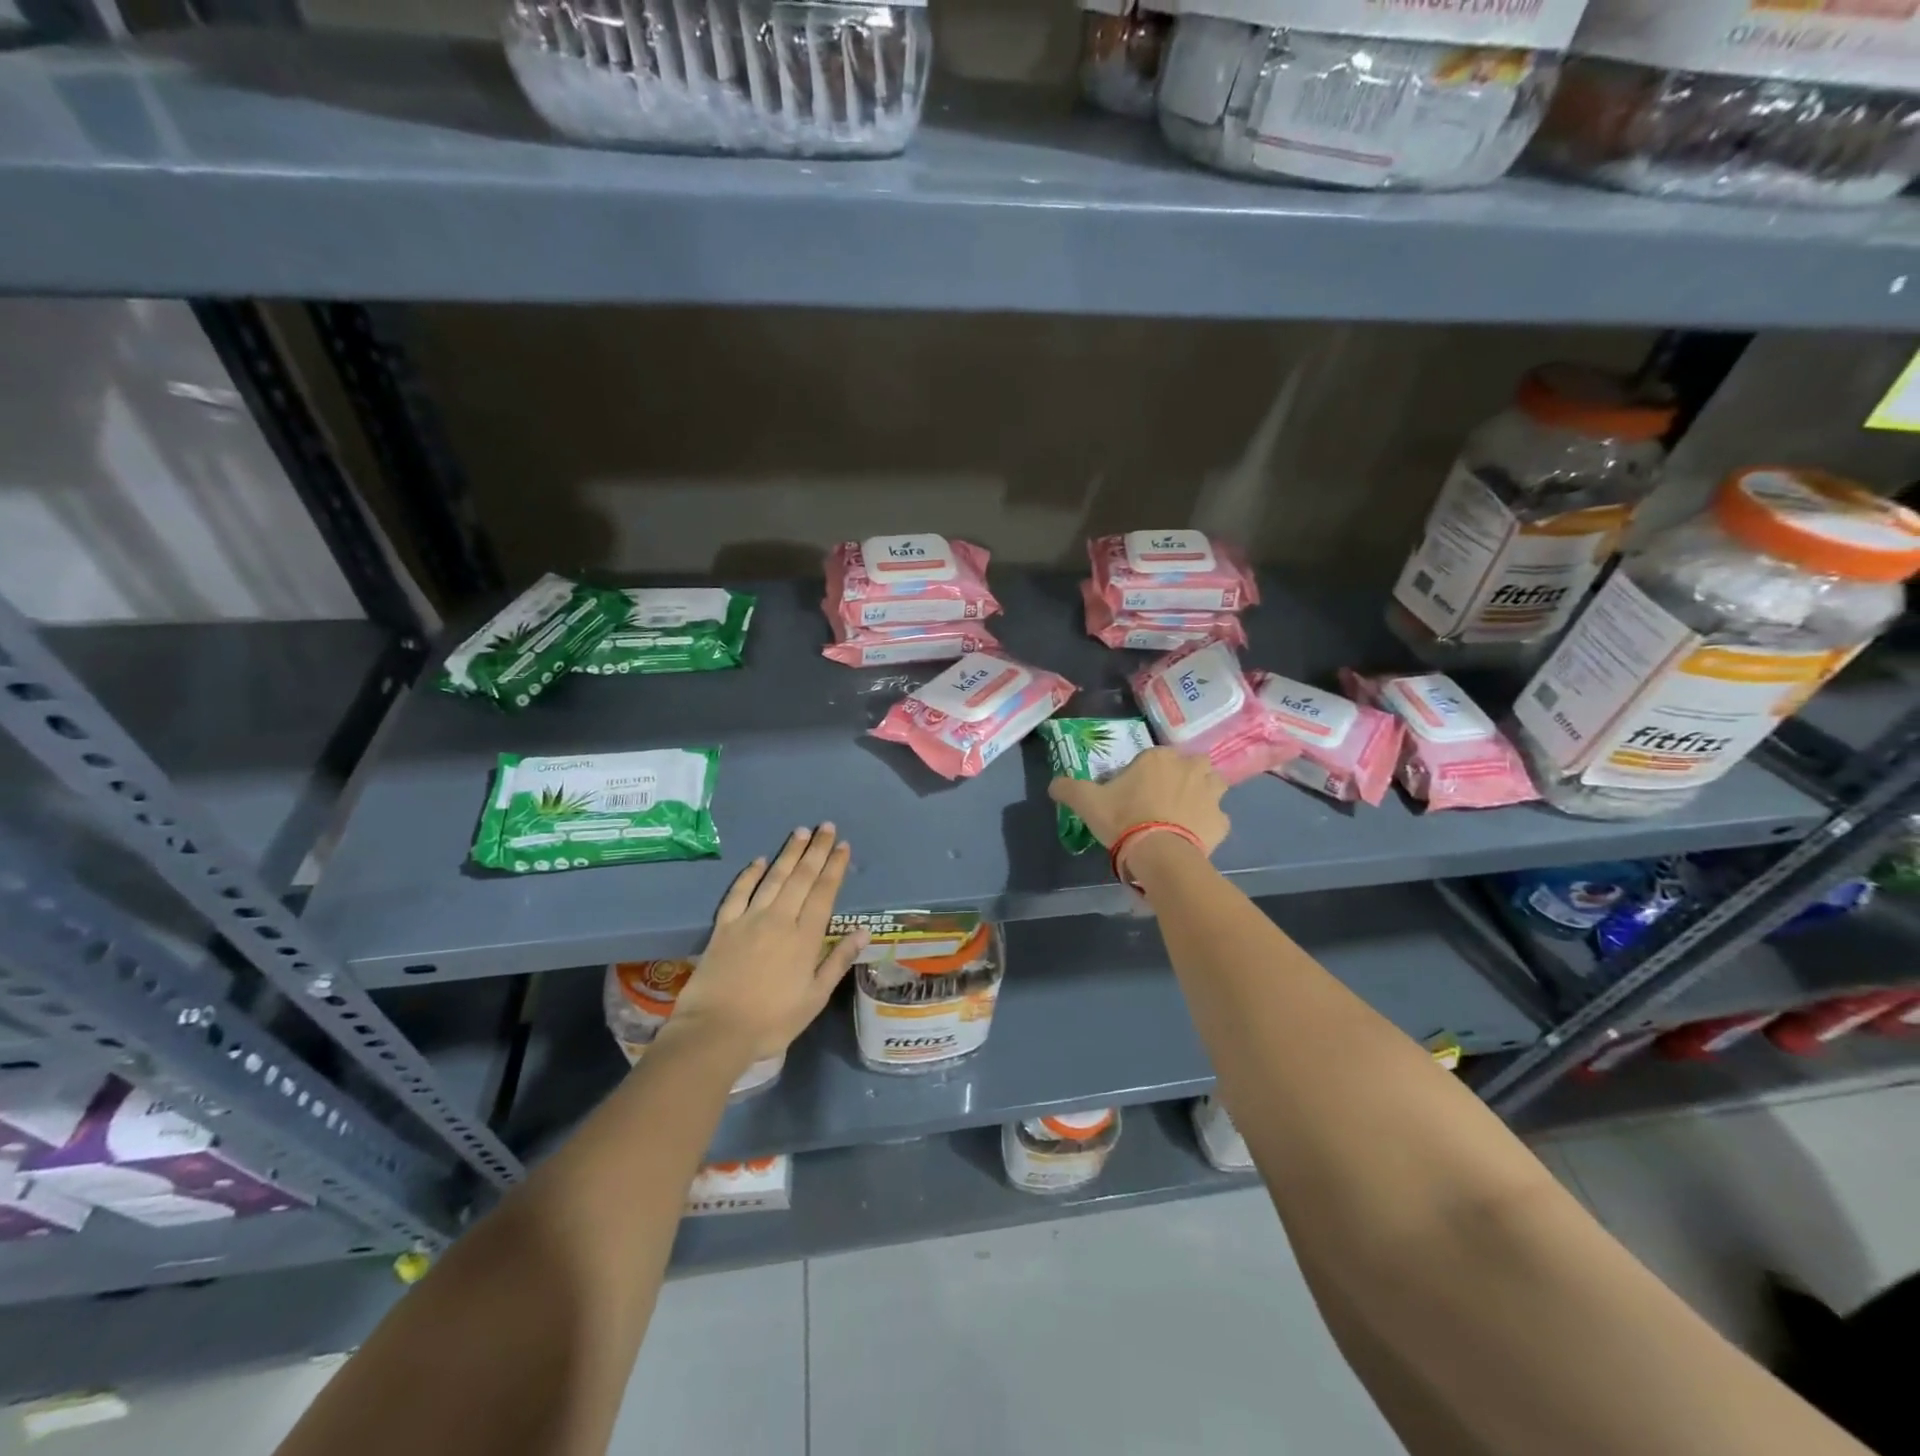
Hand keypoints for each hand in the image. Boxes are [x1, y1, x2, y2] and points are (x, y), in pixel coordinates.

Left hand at [669, 825, 868, 1064]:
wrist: (715, 1031)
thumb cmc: (772, 1021)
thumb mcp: (814, 998)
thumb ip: (837, 961)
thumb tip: (863, 931)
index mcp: (805, 938)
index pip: (824, 893)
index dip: (834, 867)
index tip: (843, 846)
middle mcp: (779, 919)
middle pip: (801, 877)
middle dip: (816, 850)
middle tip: (826, 826)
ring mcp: (749, 920)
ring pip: (773, 878)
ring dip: (788, 854)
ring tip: (800, 832)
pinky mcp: (724, 927)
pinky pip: (738, 893)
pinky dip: (750, 875)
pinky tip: (759, 861)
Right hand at [1048, 747, 1229, 862]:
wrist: (1159, 855)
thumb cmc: (1124, 819)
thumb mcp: (1087, 802)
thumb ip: (1069, 788)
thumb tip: (1054, 784)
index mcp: (1159, 758)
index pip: (1154, 756)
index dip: (1145, 771)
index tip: (1135, 790)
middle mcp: (1190, 768)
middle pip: (1192, 764)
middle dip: (1184, 775)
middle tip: (1165, 796)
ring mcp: (1211, 794)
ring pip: (1213, 784)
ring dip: (1204, 793)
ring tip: (1185, 812)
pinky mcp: (1221, 822)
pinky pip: (1217, 818)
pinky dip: (1209, 824)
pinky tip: (1194, 836)